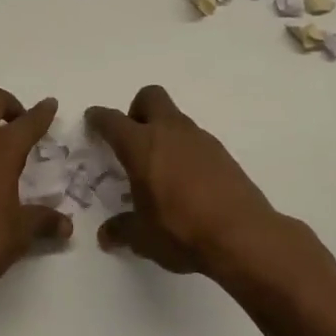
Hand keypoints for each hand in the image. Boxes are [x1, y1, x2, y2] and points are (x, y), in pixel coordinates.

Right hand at [87, 86, 330, 288]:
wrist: (243, 235)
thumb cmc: (182, 231)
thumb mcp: (143, 237)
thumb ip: (122, 230)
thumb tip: (107, 235)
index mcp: (141, 146)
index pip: (112, 120)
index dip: (99, 118)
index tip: (93, 121)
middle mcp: (170, 132)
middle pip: (150, 97)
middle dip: (137, 110)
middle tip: (133, 140)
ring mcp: (200, 139)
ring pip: (176, 119)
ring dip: (164, 133)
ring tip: (161, 169)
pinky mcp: (223, 153)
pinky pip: (196, 141)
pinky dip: (186, 151)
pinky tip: (188, 182)